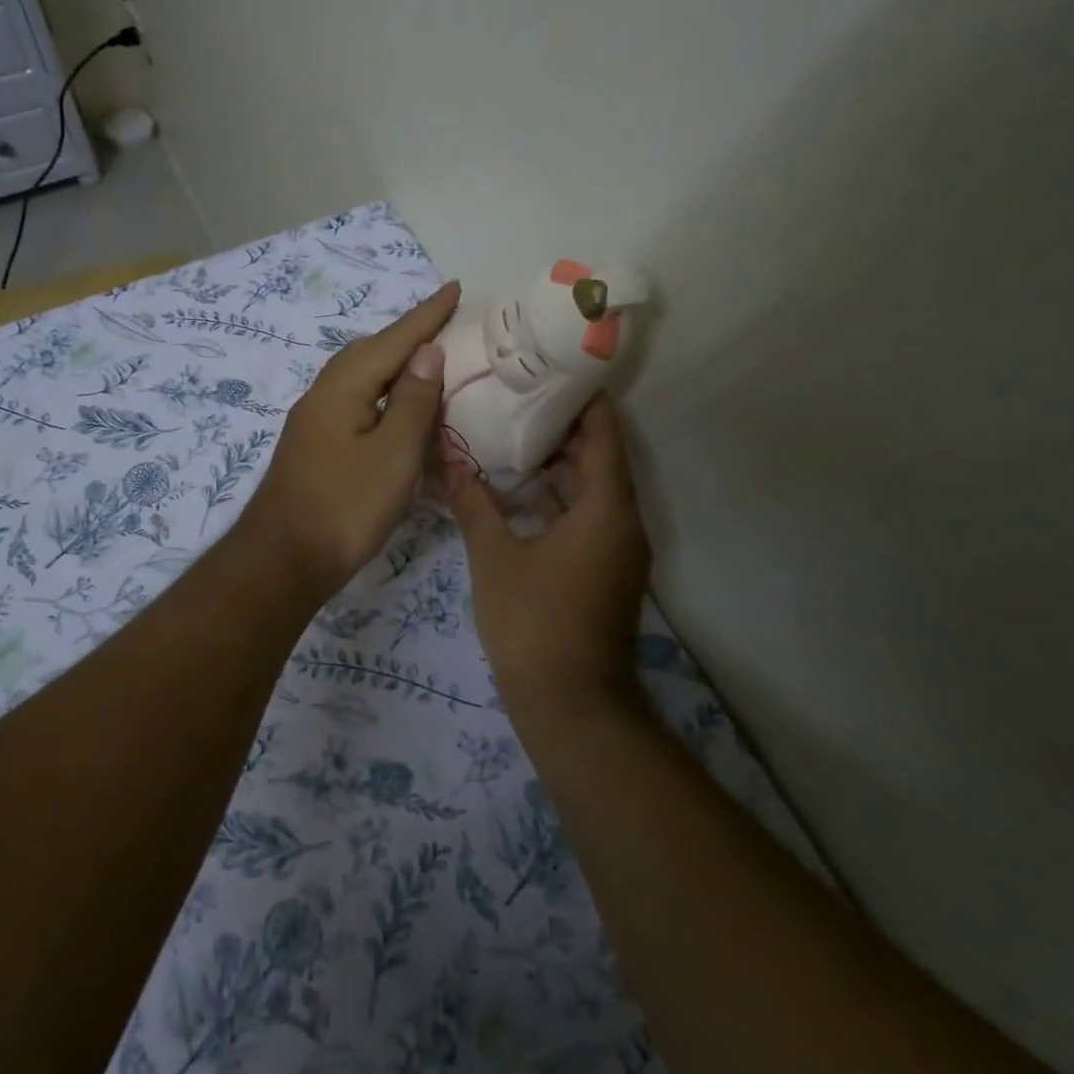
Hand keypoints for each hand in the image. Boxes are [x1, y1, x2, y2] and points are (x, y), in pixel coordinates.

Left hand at [238, 281, 460, 597]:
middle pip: (368, 353)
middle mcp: (322, 397)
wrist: (281, 562)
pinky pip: (353, 406)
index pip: (393, 341)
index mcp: (342, 390)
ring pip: (358, 380)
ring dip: (392, 366)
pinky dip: (381, 398)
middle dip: (406, 335)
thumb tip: (427, 351)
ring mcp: (313, 424)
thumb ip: (411, 401)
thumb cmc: (344, 508)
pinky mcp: (314, 449)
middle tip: (443, 325)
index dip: (427, 315)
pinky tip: (395, 414)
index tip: (454, 287)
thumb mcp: (392, 455)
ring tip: (425, 365)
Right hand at [447, 395, 651, 721]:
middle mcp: (623, 521)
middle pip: (601, 457)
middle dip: (564, 426)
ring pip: (594, 489)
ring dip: (561, 463)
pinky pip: (589, 516)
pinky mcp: (606, 571)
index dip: (584, 398)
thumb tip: (450, 460)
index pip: (604, 432)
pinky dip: (561, 497)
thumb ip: (474, 503)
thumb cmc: (533, 621)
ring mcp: (618, 549)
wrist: (570, 704)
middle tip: (519, 396)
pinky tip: (520, 490)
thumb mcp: (495, 556)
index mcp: (606, 506)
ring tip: (513, 433)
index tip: (552, 369)